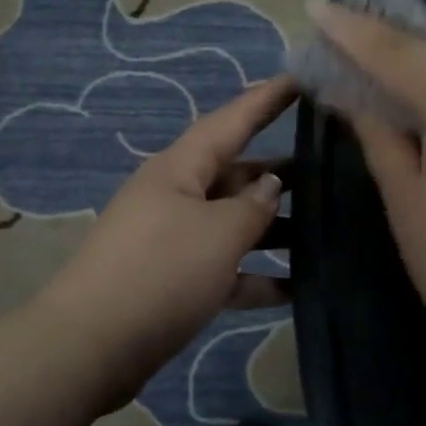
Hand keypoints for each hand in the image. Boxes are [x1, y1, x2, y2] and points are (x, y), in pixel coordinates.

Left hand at [38, 77, 294, 410]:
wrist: (93, 347)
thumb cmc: (160, 273)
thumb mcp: (217, 233)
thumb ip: (253, 207)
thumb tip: (270, 186)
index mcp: (179, 169)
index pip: (230, 122)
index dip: (266, 100)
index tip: (301, 79)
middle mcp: (176, 197)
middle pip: (235, 174)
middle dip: (279, 171)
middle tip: (332, 165)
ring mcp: (174, 241)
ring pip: (233, 224)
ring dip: (273, 228)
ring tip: (326, 228)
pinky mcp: (176, 283)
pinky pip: (225, 269)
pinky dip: (257, 276)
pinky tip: (298, 288)